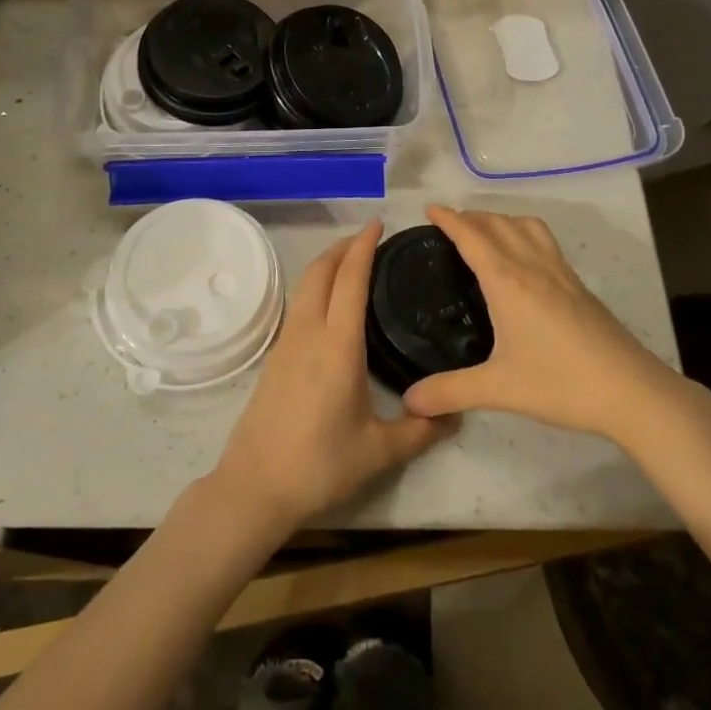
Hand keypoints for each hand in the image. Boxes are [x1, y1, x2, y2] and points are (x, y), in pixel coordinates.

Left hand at [213, 221, 446, 534]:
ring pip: (305, 286)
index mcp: (338, 345)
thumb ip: (421, 430)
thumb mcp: (379, 452)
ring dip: (327, 264)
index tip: (378, 224)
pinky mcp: (275, 356)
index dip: (364, 247)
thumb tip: (455, 415)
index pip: (351, 280)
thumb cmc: (320, 465)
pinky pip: (298, 305)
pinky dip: (316, 287)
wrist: (255, 485)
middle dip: (343, 247)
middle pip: (321, 271)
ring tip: (351, 263)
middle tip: (369, 237)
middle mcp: (309, 332)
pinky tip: (330, 304)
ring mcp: (286, 343)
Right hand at [402, 206, 700, 445]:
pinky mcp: (579, 286)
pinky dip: (524, 234)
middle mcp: (533, 266)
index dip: (449, 219)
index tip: (430, 209)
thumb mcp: (499, 389)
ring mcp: (561, 273)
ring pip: (527, 226)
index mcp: (507, 281)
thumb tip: (408, 401)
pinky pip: (545, 242)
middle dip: (471, 216)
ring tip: (485, 232)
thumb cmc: (561, 384)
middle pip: (498, 223)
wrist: (632, 391)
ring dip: (501, 219)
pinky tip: (524, 260)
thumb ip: (450, 392)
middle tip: (449, 224)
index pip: (472, 236)